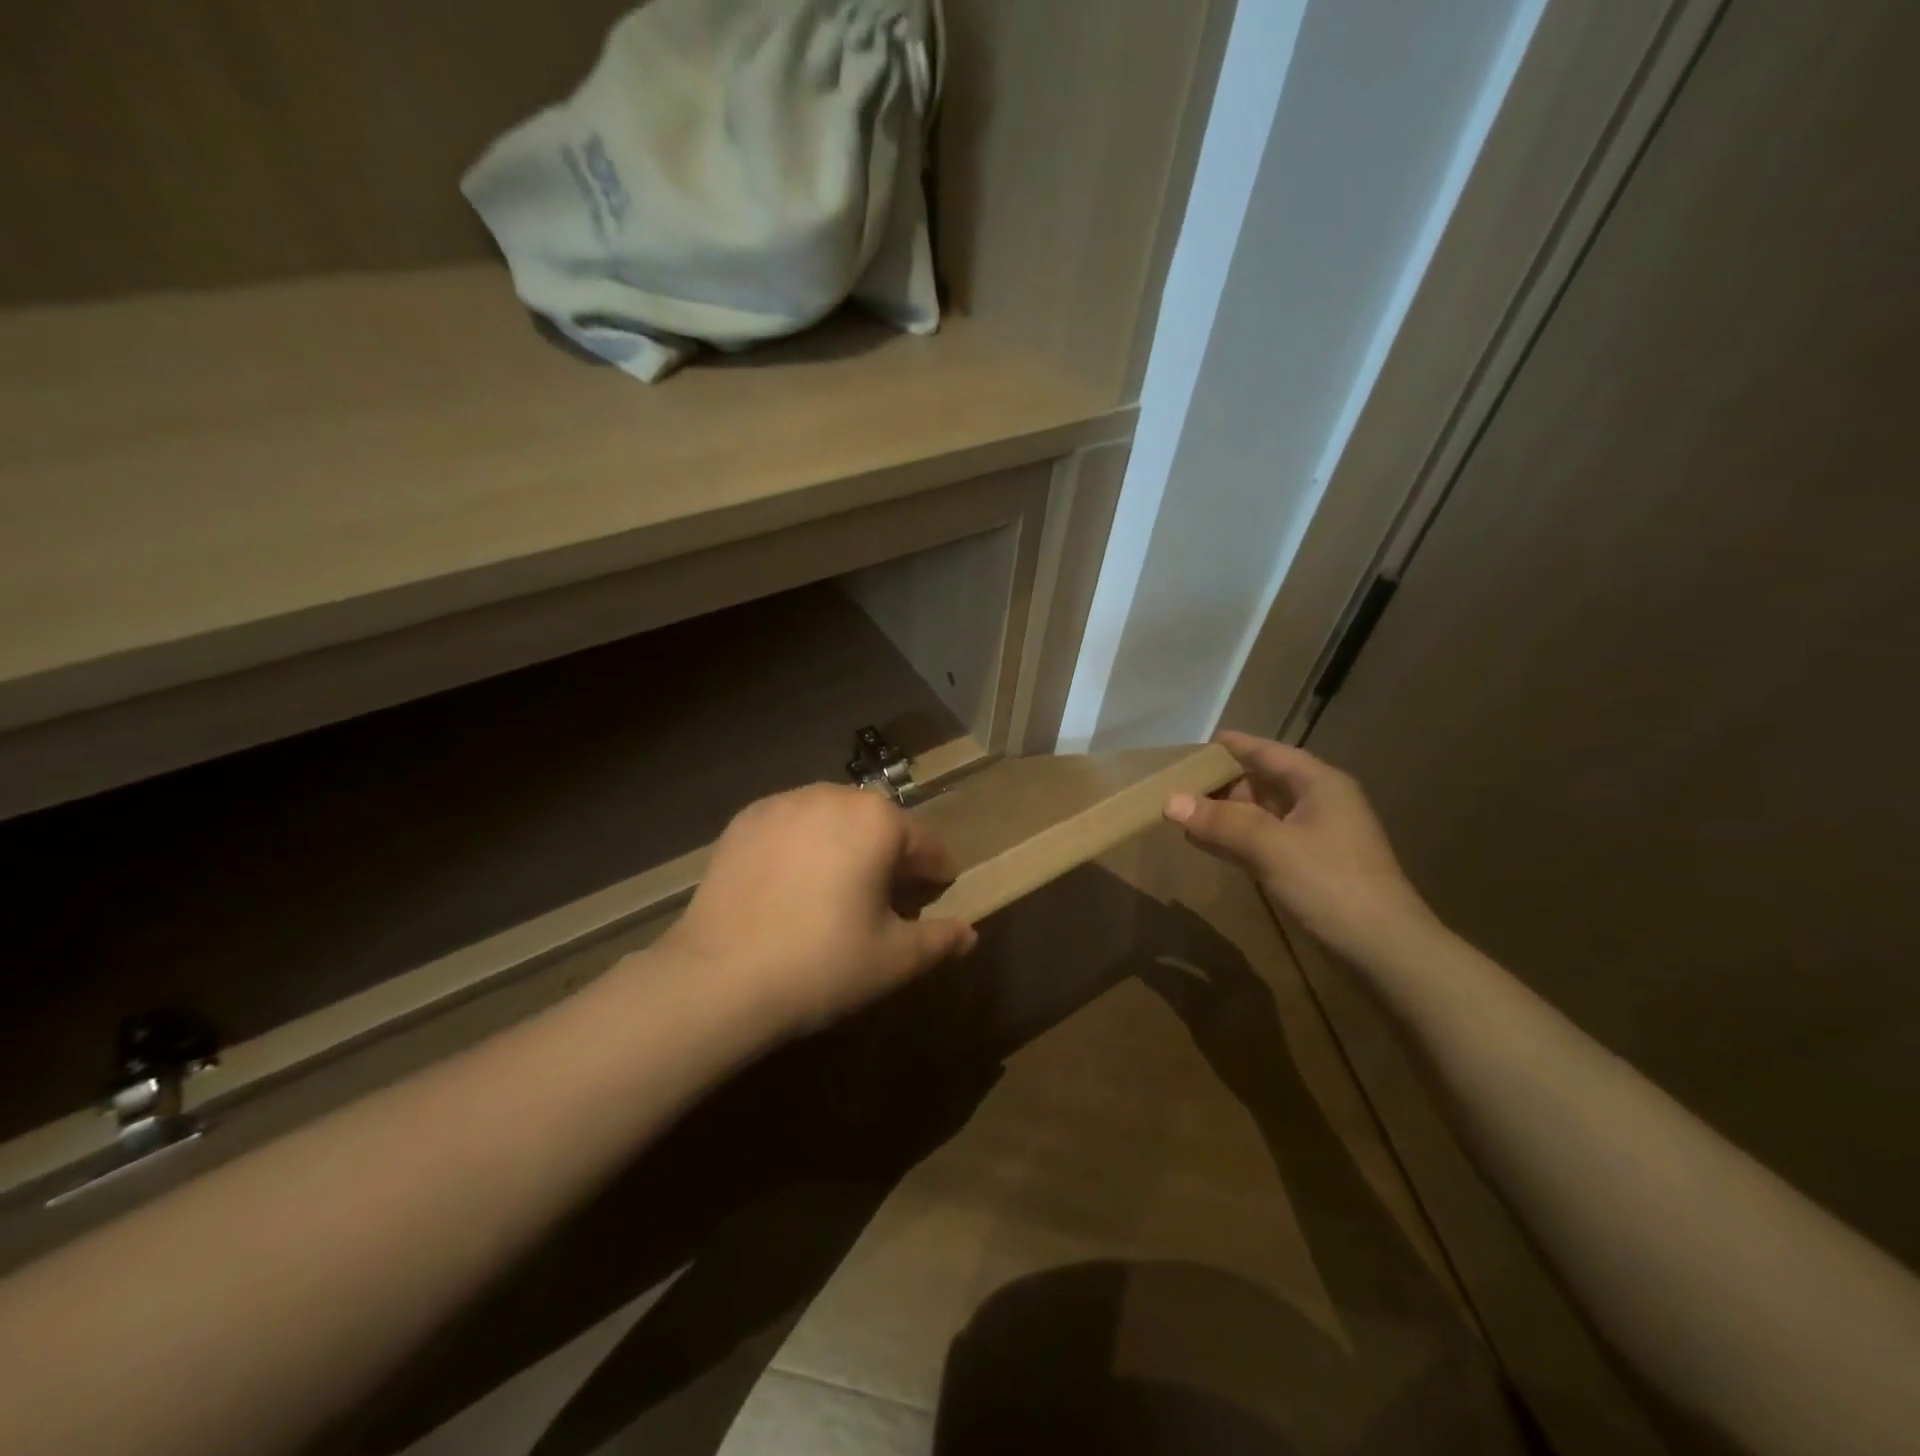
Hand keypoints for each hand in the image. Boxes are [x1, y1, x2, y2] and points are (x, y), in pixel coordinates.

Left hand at [657, 785, 978, 1035]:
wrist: (717, 979)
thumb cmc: (822, 965)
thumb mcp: (894, 960)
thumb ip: (940, 941)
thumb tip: (968, 934)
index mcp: (878, 821)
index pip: (926, 845)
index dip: (934, 878)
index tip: (927, 906)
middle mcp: (834, 795)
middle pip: (879, 826)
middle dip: (889, 860)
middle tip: (880, 906)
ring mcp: (783, 802)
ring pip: (834, 821)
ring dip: (845, 848)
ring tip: (833, 895)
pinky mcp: (744, 818)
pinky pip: (792, 826)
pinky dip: (802, 847)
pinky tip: (790, 887)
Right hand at [1164, 732, 1435, 960]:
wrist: (1384, 950)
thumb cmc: (1330, 884)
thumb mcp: (1270, 846)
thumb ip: (1220, 822)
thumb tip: (1169, 801)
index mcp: (1318, 784)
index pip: (1268, 753)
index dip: (1233, 747)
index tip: (1195, 747)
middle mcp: (1319, 803)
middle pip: (1263, 782)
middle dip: (1222, 784)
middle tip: (1177, 785)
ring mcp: (1316, 838)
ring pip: (1261, 815)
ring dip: (1225, 815)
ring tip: (1183, 814)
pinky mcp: (1310, 868)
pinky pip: (1264, 842)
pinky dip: (1235, 840)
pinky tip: (1207, 844)